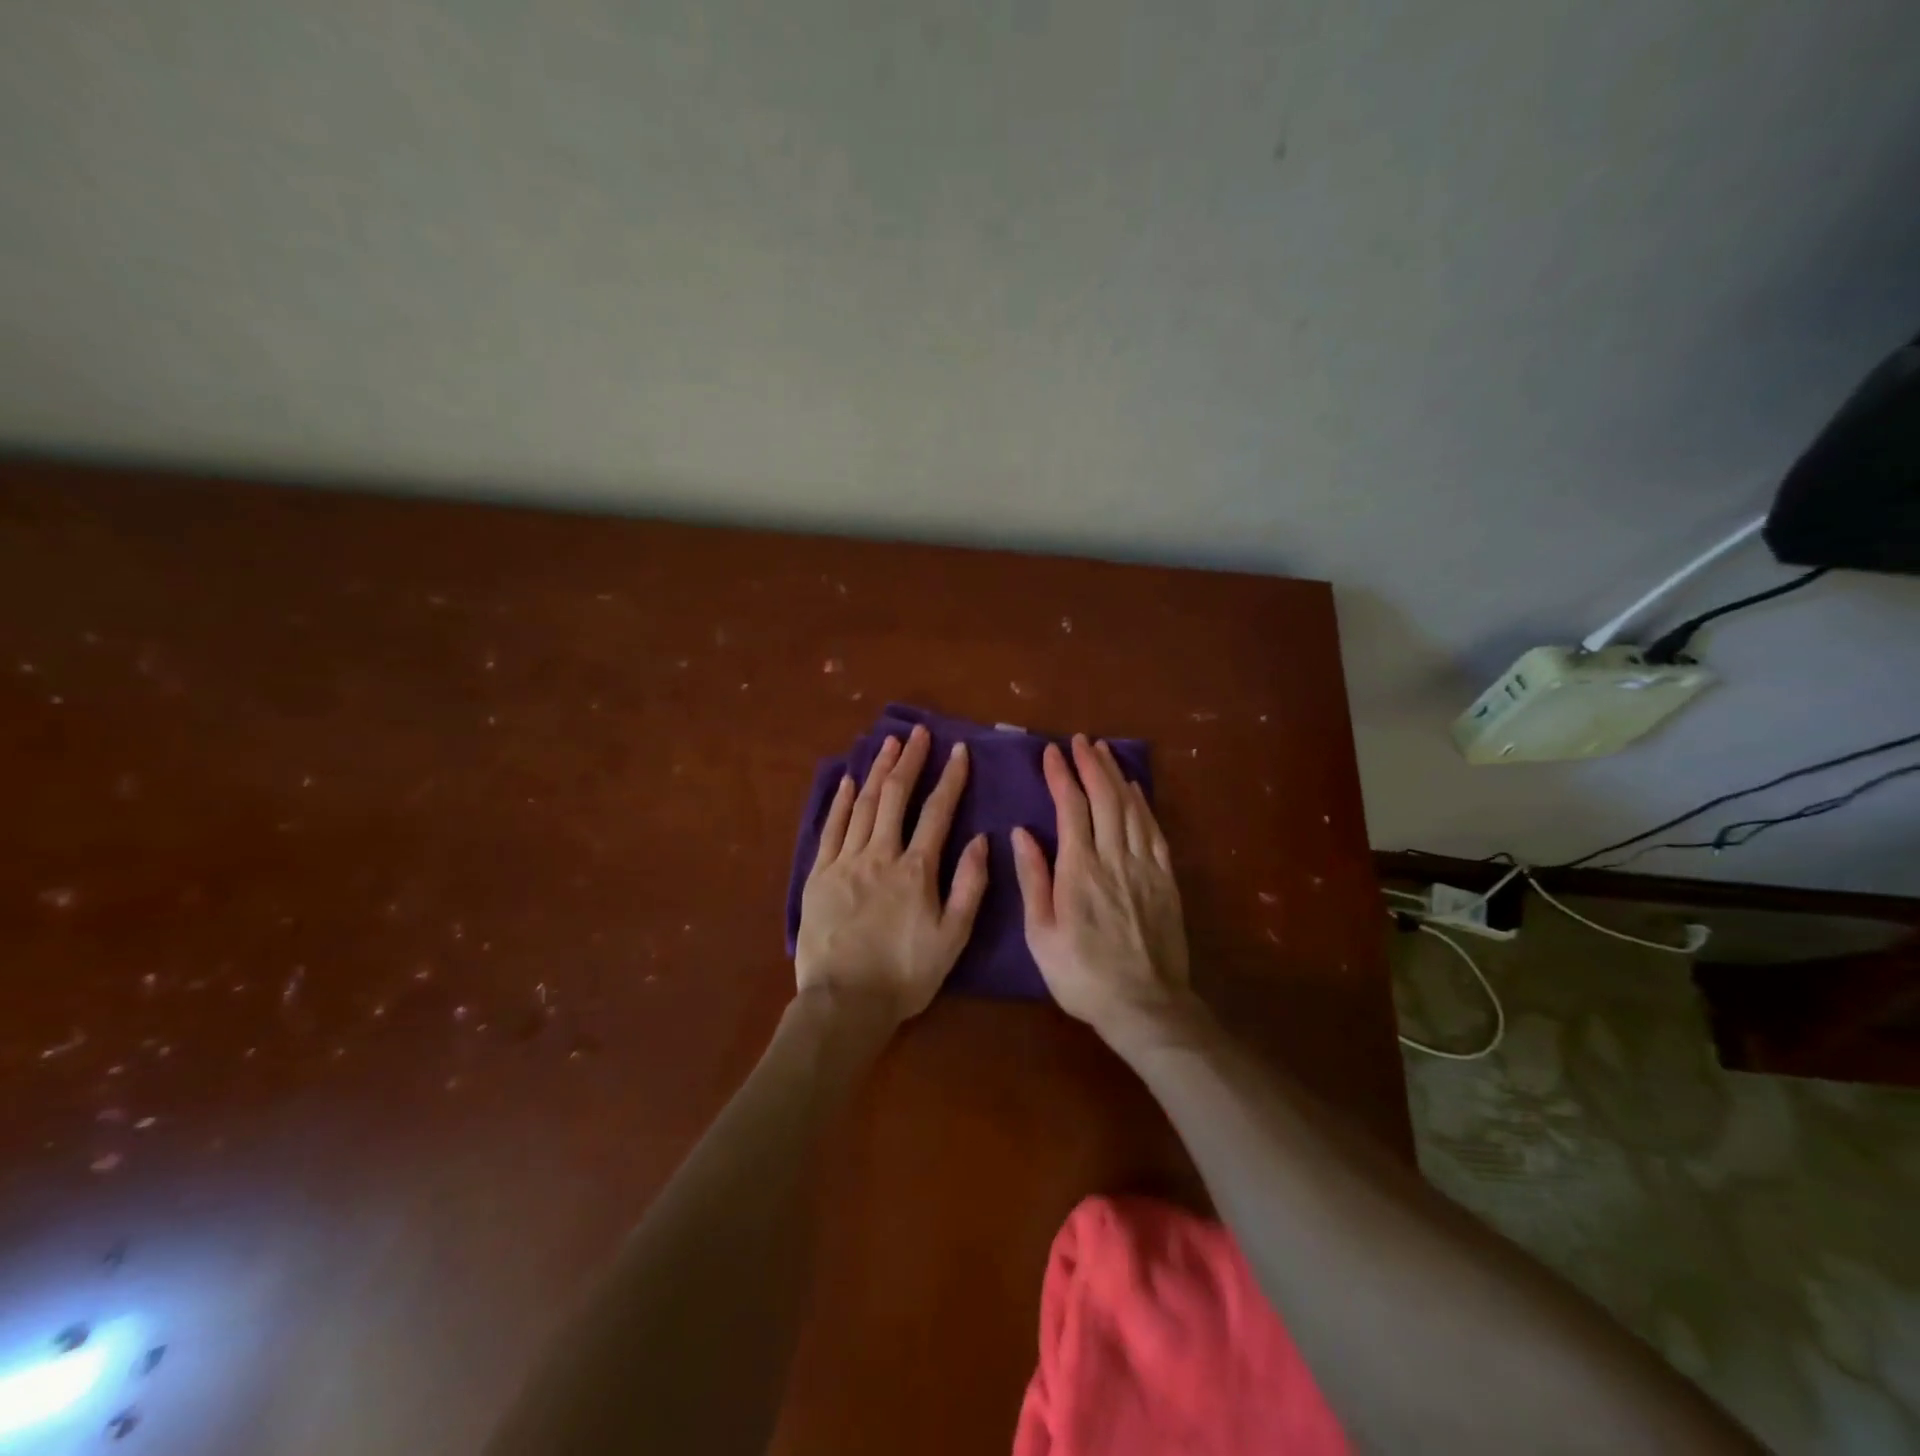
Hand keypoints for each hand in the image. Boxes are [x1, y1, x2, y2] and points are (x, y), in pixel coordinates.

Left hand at [795, 724, 989, 1026]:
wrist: (845, 1002)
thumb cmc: (905, 974)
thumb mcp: (952, 937)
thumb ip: (969, 886)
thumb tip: (980, 840)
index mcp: (916, 870)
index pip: (937, 812)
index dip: (950, 778)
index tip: (958, 749)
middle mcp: (880, 854)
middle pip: (895, 796)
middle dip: (909, 760)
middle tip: (917, 732)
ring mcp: (845, 862)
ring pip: (862, 805)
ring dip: (876, 770)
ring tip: (887, 743)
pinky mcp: (819, 875)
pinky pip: (831, 829)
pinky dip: (839, 802)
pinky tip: (846, 781)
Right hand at [1012, 735, 1193, 1043]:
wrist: (1144, 1005)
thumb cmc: (1082, 975)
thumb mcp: (1041, 934)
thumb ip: (1034, 879)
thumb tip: (1022, 833)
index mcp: (1079, 870)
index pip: (1071, 808)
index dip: (1062, 776)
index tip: (1051, 752)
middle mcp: (1113, 857)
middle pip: (1104, 798)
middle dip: (1091, 764)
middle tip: (1080, 740)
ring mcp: (1144, 866)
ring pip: (1130, 807)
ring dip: (1116, 775)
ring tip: (1104, 751)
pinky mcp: (1164, 878)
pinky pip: (1153, 829)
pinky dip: (1142, 803)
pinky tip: (1135, 789)